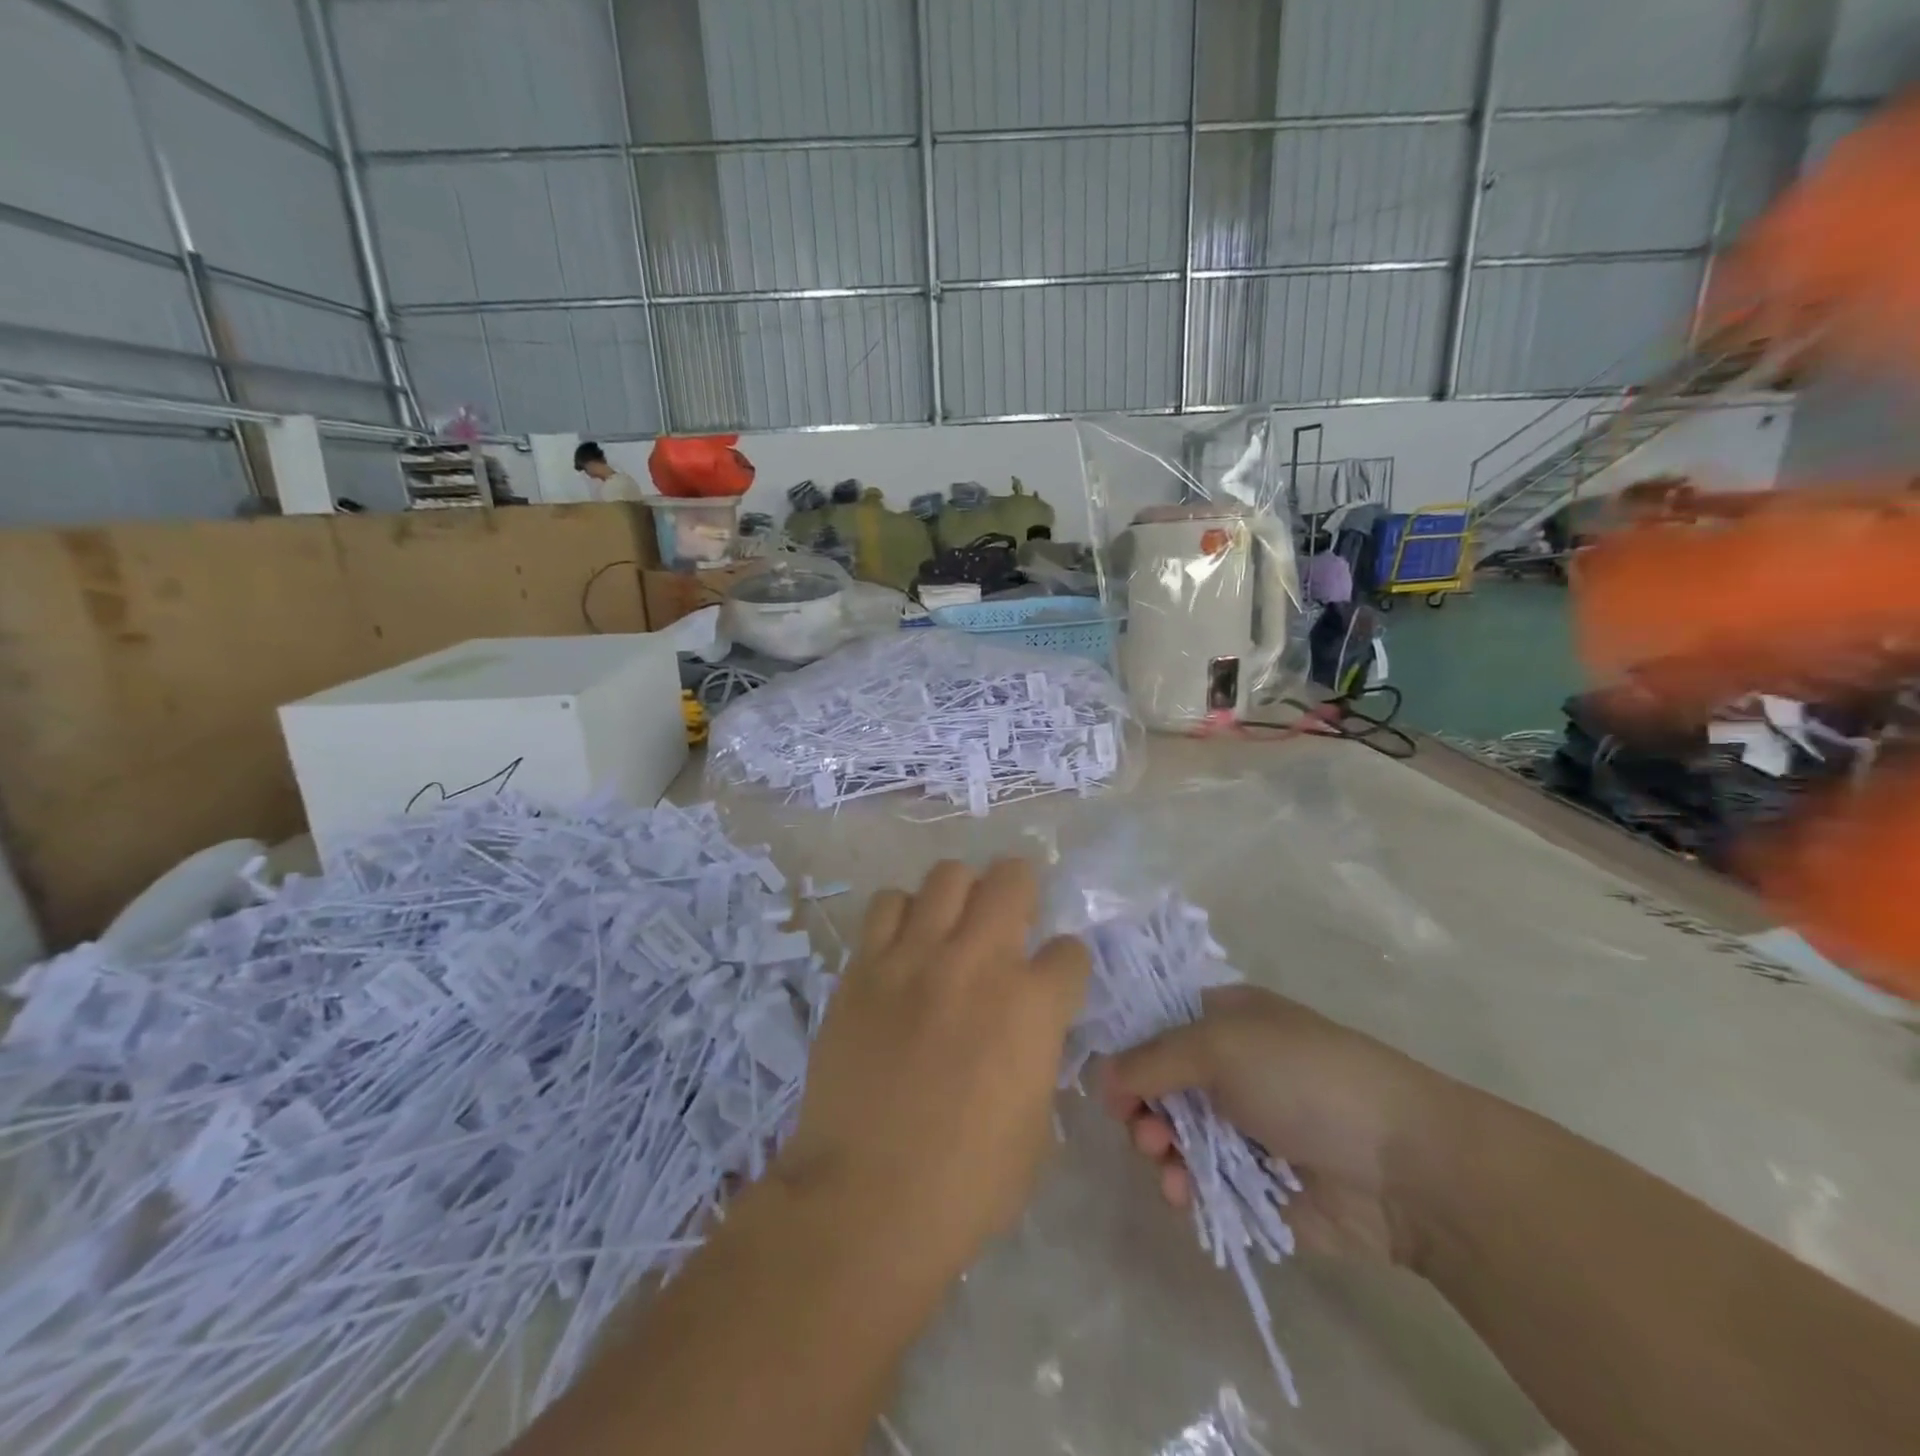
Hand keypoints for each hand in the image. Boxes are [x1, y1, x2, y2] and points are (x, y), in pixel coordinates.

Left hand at [775, 859, 1091, 1283]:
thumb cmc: (966, 1185)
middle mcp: (978, 962)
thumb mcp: (1035, 1127)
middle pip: (1011, 878)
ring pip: (947, 876)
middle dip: (1021, 892)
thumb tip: (1028, 1033)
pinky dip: (903, 914)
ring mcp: (915, 957)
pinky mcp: (864, 967)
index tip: (1054, 981)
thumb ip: (1038, 1060)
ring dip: (961, 894)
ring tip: (953, 925)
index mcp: (1032, 1007)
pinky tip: (904, 946)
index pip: (1070, 951)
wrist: (864, 1202)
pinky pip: (887, 904)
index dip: (1066, 965)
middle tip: (1010, 920)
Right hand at [1099, 985, 1444, 1265]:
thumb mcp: (1219, 1046)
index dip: (1125, 1046)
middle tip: (1139, 1126)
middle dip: (1140, 1105)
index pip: (1155, 1023)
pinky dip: (1183, 1184)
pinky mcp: (1252, 1181)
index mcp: (1223, 1019)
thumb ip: (1151, 1059)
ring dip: (1158, 1147)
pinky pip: (1199, 1180)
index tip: (1102, 1076)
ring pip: (1173, 1134)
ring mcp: (1240, 1125)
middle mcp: (1227, 1067)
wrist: (1401, 1164)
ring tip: (1164, 1160)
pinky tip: (1182, 1192)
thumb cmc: (1303, 1077)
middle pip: (1157, 1082)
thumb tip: (1100, 1076)